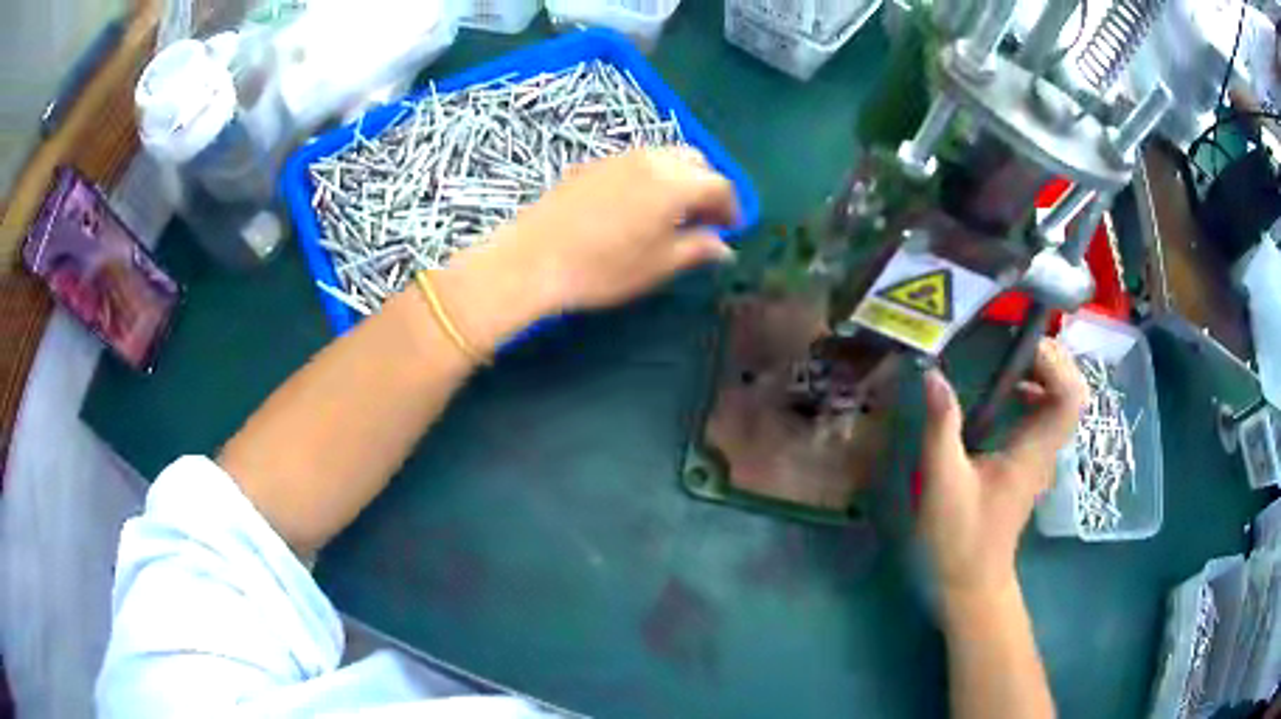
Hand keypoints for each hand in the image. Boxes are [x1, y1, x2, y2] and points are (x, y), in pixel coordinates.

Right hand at [919, 339, 1086, 602]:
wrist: (971, 583)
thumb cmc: (960, 538)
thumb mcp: (943, 483)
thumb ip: (941, 427)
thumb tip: (933, 373)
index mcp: (1033, 450)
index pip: (1070, 396)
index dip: (1054, 363)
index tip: (1019, 348)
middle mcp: (1045, 447)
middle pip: (1072, 390)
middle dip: (1050, 358)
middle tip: (1013, 344)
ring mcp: (1040, 454)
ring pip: (1062, 399)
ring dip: (1043, 371)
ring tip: (1008, 357)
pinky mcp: (1030, 460)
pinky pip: (1045, 412)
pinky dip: (1034, 390)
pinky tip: (1005, 390)